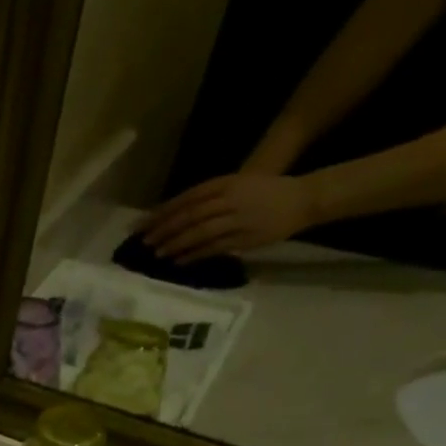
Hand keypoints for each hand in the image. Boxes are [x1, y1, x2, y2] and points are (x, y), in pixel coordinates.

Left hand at [139, 172, 316, 262]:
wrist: (303, 198)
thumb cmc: (263, 192)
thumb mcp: (235, 185)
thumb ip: (206, 198)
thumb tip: (171, 215)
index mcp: (225, 183)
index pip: (186, 198)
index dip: (162, 212)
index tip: (142, 224)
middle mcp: (230, 199)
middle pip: (189, 215)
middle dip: (164, 230)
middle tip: (144, 242)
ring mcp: (238, 219)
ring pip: (199, 232)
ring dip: (176, 244)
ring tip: (158, 254)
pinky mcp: (245, 238)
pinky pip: (214, 248)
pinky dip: (193, 255)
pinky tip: (179, 261)